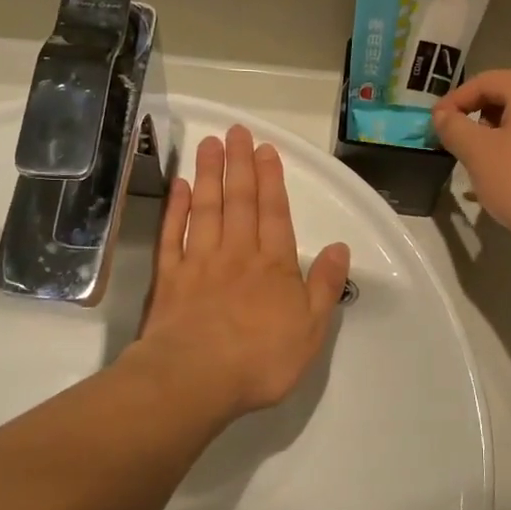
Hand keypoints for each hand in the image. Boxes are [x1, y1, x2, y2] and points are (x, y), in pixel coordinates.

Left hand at [129, 126, 351, 420]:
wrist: (195, 378)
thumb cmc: (261, 359)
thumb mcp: (311, 330)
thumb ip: (325, 286)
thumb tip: (340, 248)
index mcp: (274, 266)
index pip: (275, 213)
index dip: (271, 179)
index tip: (265, 149)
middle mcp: (237, 254)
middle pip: (239, 201)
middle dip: (239, 164)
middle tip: (236, 131)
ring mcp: (199, 262)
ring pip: (206, 209)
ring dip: (208, 175)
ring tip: (208, 144)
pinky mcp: (170, 278)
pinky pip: (173, 235)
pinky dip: (176, 209)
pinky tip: (178, 187)